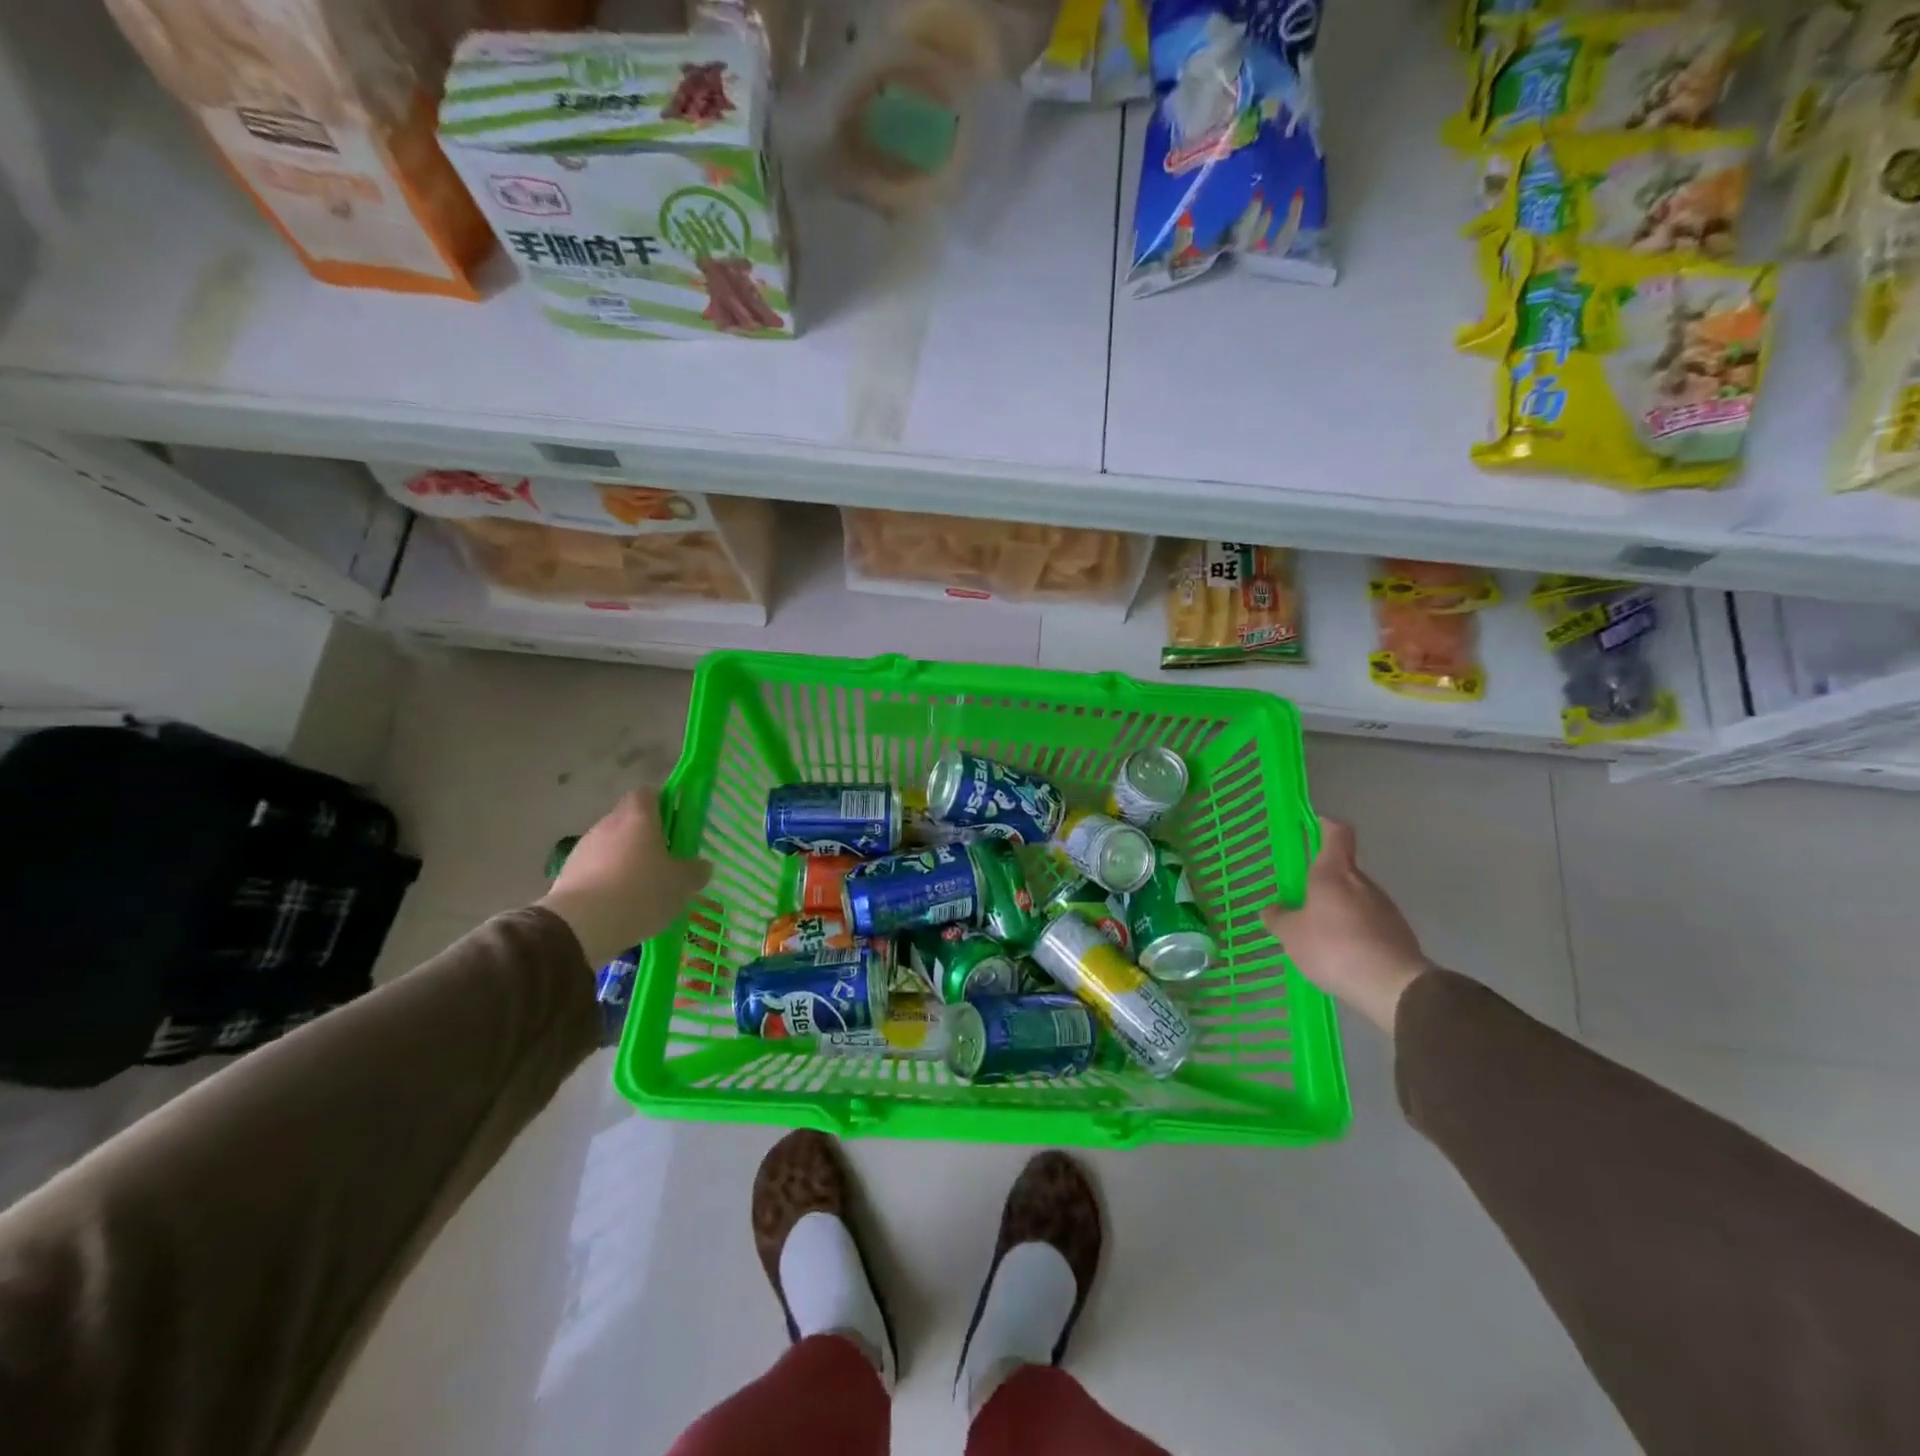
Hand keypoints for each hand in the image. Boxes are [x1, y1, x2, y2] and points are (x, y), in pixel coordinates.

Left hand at [537, 791, 711, 967]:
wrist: (580, 925)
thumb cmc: (640, 891)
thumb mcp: (681, 885)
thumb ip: (695, 871)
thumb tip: (702, 865)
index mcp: (638, 817)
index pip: (648, 793)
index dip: (662, 805)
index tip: (675, 825)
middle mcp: (608, 824)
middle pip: (628, 820)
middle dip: (645, 837)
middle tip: (664, 861)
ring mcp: (584, 848)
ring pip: (611, 846)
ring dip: (624, 860)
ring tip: (640, 890)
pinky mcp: (567, 874)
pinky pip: (594, 870)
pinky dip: (606, 881)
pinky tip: (618, 905)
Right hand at [1260, 817, 1431, 1034]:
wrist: (1394, 987)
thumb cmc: (1334, 947)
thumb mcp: (1291, 935)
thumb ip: (1278, 918)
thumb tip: (1272, 909)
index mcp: (1334, 873)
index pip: (1336, 833)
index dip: (1324, 825)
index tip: (1312, 825)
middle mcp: (1363, 883)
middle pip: (1343, 868)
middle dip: (1323, 879)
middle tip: (1301, 896)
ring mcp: (1385, 908)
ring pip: (1356, 897)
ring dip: (1338, 907)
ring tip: (1319, 932)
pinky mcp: (1398, 933)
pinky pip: (1369, 922)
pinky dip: (1354, 930)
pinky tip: (1341, 953)